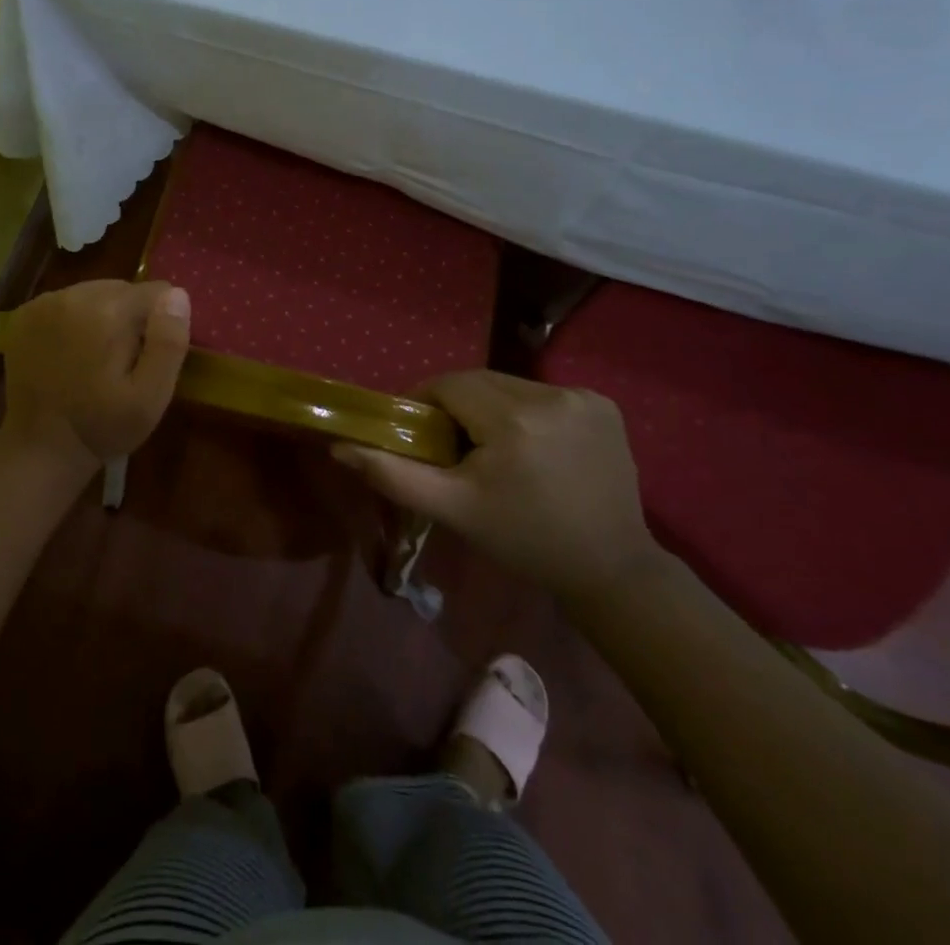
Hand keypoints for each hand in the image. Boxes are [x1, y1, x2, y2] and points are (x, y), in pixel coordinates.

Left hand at [0, 280, 191, 477]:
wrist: (38, 448)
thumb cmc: (101, 425)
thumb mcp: (150, 396)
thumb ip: (168, 343)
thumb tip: (177, 296)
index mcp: (108, 311)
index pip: (157, 291)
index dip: (161, 323)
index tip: (149, 356)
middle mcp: (74, 295)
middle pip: (123, 288)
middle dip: (131, 317)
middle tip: (123, 360)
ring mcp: (44, 302)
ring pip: (94, 293)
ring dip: (102, 316)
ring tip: (95, 358)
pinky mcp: (25, 314)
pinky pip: (66, 302)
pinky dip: (74, 320)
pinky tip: (69, 352)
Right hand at [333, 370, 660, 603]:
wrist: (610, 568)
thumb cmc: (523, 540)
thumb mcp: (453, 510)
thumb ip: (393, 475)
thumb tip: (340, 447)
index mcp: (514, 420)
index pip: (449, 386)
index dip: (427, 404)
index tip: (422, 434)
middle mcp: (552, 396)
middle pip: (480, 382)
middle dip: (459, 406)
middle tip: (453, 446)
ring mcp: (584, 397)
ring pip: (509, 385)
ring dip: (492, 406)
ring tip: (493, 447)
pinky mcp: (605, 403)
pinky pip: (542, 393)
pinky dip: (527, 410)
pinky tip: (533, 444)